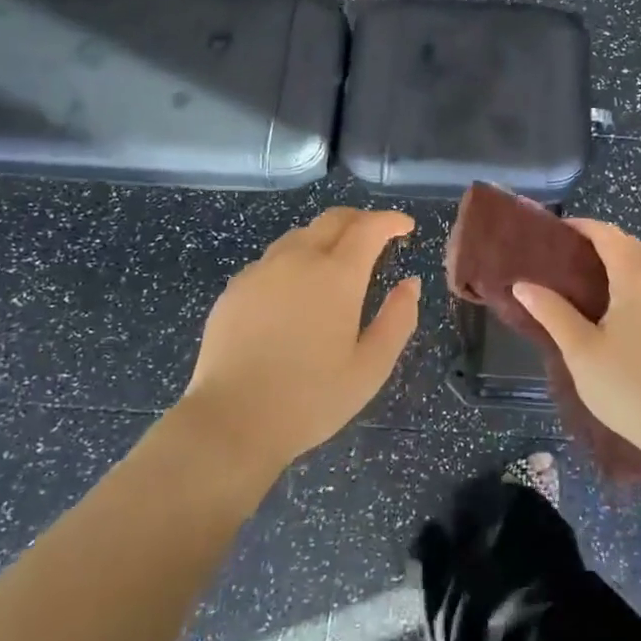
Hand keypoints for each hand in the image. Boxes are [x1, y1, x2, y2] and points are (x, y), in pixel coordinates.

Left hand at [180, 208, 419, 470]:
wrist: (230, 421)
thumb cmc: (310, 399)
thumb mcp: (371, 368)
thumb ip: (398, 319)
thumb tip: (410, 283)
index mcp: (337, 275)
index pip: (369, 227)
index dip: (391, 220)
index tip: (405, 226)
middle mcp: (299, 259)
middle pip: (333, 219)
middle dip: (360, 220)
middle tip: (376, 236)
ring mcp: (262, 270)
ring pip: (300, 234)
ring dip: (326, 237)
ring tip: (337, 261)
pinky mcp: (235, 288)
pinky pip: (272, 258)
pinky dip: (295, 259)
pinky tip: (295, 289)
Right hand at [513, 219, 640, 462]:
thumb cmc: (632, 387)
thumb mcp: (582, 351)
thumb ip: (552, 313)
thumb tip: (523, 285)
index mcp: (635, 276)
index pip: (607, 234)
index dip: (581, 227)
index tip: (554, 232)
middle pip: (629, 246)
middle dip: (599, 243)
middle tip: (565, 259)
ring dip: (619, 265)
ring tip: (588, 284)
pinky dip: (635, 285)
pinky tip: (619, 314)